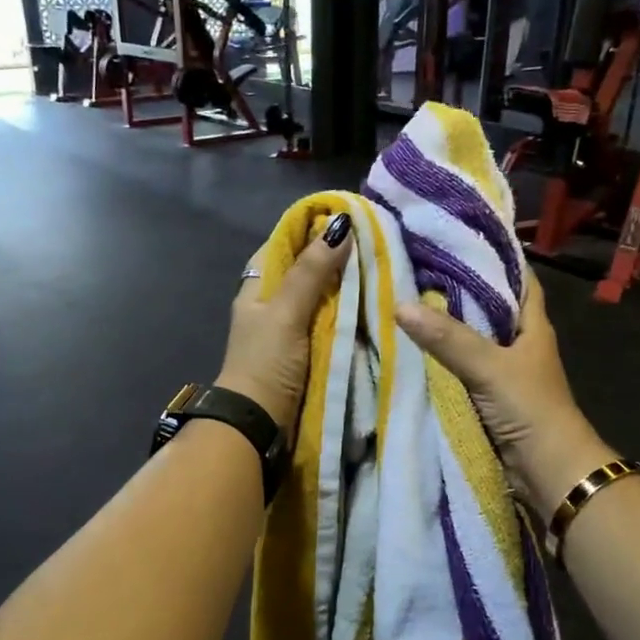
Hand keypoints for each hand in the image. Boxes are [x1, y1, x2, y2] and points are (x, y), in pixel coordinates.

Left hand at [216, 213, 353, 431]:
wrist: (259, 422)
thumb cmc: (266, 362)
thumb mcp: (286, 312)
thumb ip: (311, 272)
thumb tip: (340, 225)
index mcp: (258, 287)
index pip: (283, 244)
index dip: (309, 228)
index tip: (345, 217)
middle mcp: (273, 303)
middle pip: (305, 269)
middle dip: (334, 257)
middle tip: (373, 242)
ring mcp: (291, 328)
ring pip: (321, 296)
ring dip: (345, 285)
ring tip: (381, 266)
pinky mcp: (307, 351)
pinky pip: (330, 321)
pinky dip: (348, 312)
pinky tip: (373, 303)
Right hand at [396, 272, 611, 519]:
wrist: (548, 471)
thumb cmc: (530, 408)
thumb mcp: (489, 366)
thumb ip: (448, 338)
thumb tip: (401, 304)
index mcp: (533, 325)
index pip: (518, 278)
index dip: (495, 256)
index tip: (459, 237)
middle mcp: (520, 342)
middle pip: (489, 306)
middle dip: (458, 288)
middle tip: (417, 266)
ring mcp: (504, 371)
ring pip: (472, 338)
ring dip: (446, 326)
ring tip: (406, 299)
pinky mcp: (489, 396)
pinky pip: (461, 368)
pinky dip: (441, 359)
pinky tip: (413, 348)